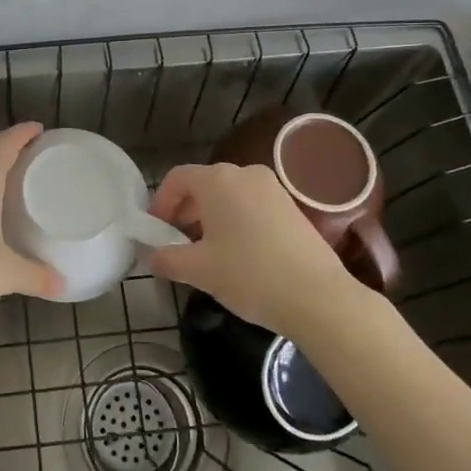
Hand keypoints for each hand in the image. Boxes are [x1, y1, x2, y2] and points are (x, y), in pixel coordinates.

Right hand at [148, 162, 364, 340]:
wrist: (318, 296)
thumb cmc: (249, 275)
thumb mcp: (198, 270)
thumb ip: (167, 258)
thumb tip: (152, 256)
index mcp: (218, 180)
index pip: (177, 178)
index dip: (160, 203)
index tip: (155, 231)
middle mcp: (245, 173)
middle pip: (203, 184)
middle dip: (185, 211)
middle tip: (177, 243)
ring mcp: (273, 188)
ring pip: (229, 195)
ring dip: (210, 217)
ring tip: (206, 251)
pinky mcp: (292, 207)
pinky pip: (251, 205)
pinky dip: (236, 221)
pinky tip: (237, 253)